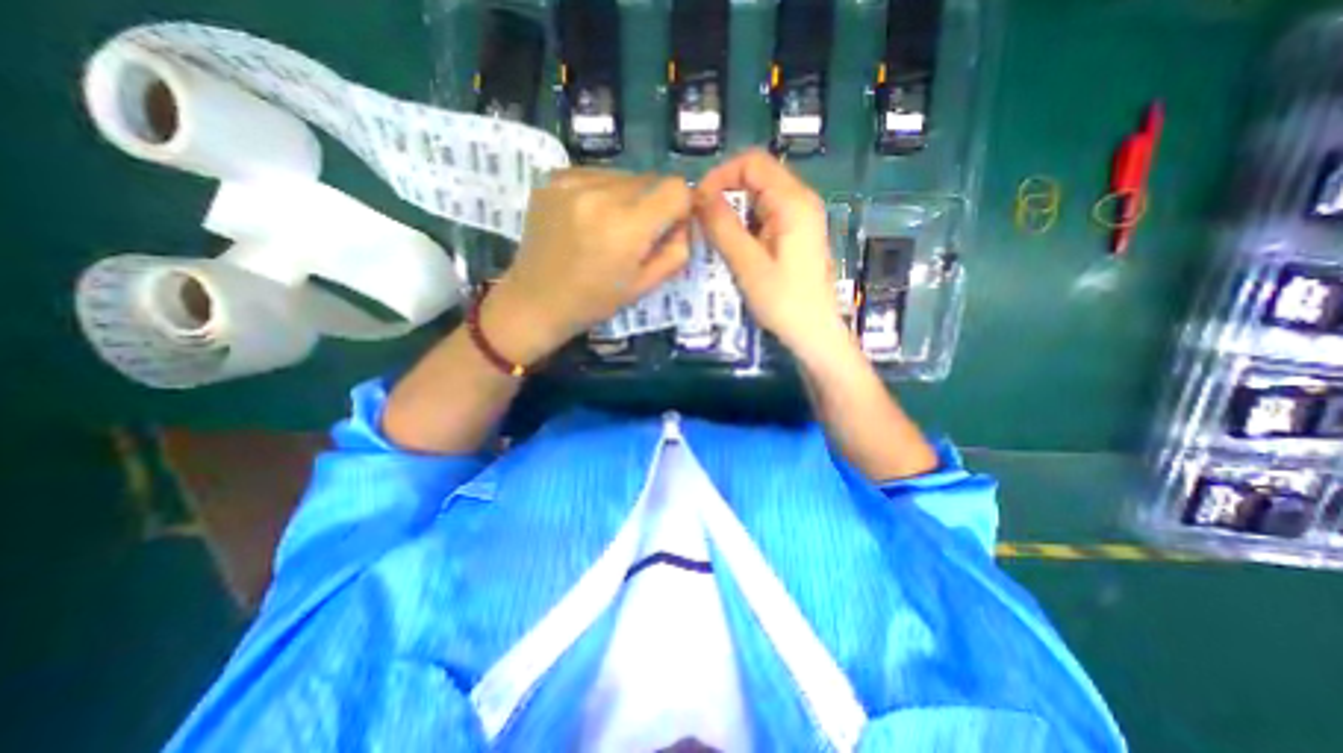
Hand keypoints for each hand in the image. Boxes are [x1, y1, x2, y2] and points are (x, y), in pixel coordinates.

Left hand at [482, 165, 692, 363]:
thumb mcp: (646, 285)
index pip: (676, 188)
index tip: (668, 227)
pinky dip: (602, 192)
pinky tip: (588, 219)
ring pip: (624, 175)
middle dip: (654, 204)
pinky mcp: (553, 178)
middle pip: (651, 179)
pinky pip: (596, 174)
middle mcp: (601, 194)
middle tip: (636, 235)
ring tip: (608, 228)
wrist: (537, 300)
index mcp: (627, 227)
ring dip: (628, 197)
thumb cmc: (595, 301)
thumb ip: (676, 251)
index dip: (680, 207)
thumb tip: (684, 221)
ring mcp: (572, 182)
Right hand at [698, 149, 842, 361]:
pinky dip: (746, 226)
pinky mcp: (797, 235)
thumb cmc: (783, 301)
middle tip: (703, 224)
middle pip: (757, 177)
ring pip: (760, 198)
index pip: (752, 163)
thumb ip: (723, 227)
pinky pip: (766, 217)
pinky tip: (736, 249)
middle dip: (725, 194)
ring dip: (734, 212)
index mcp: (793, 202)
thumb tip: (699, 196)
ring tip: (716, 239)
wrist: (814, 333)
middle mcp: (801, 201)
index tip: (698, 204)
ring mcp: (801, 218)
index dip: (720, 176)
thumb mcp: (748, 265)